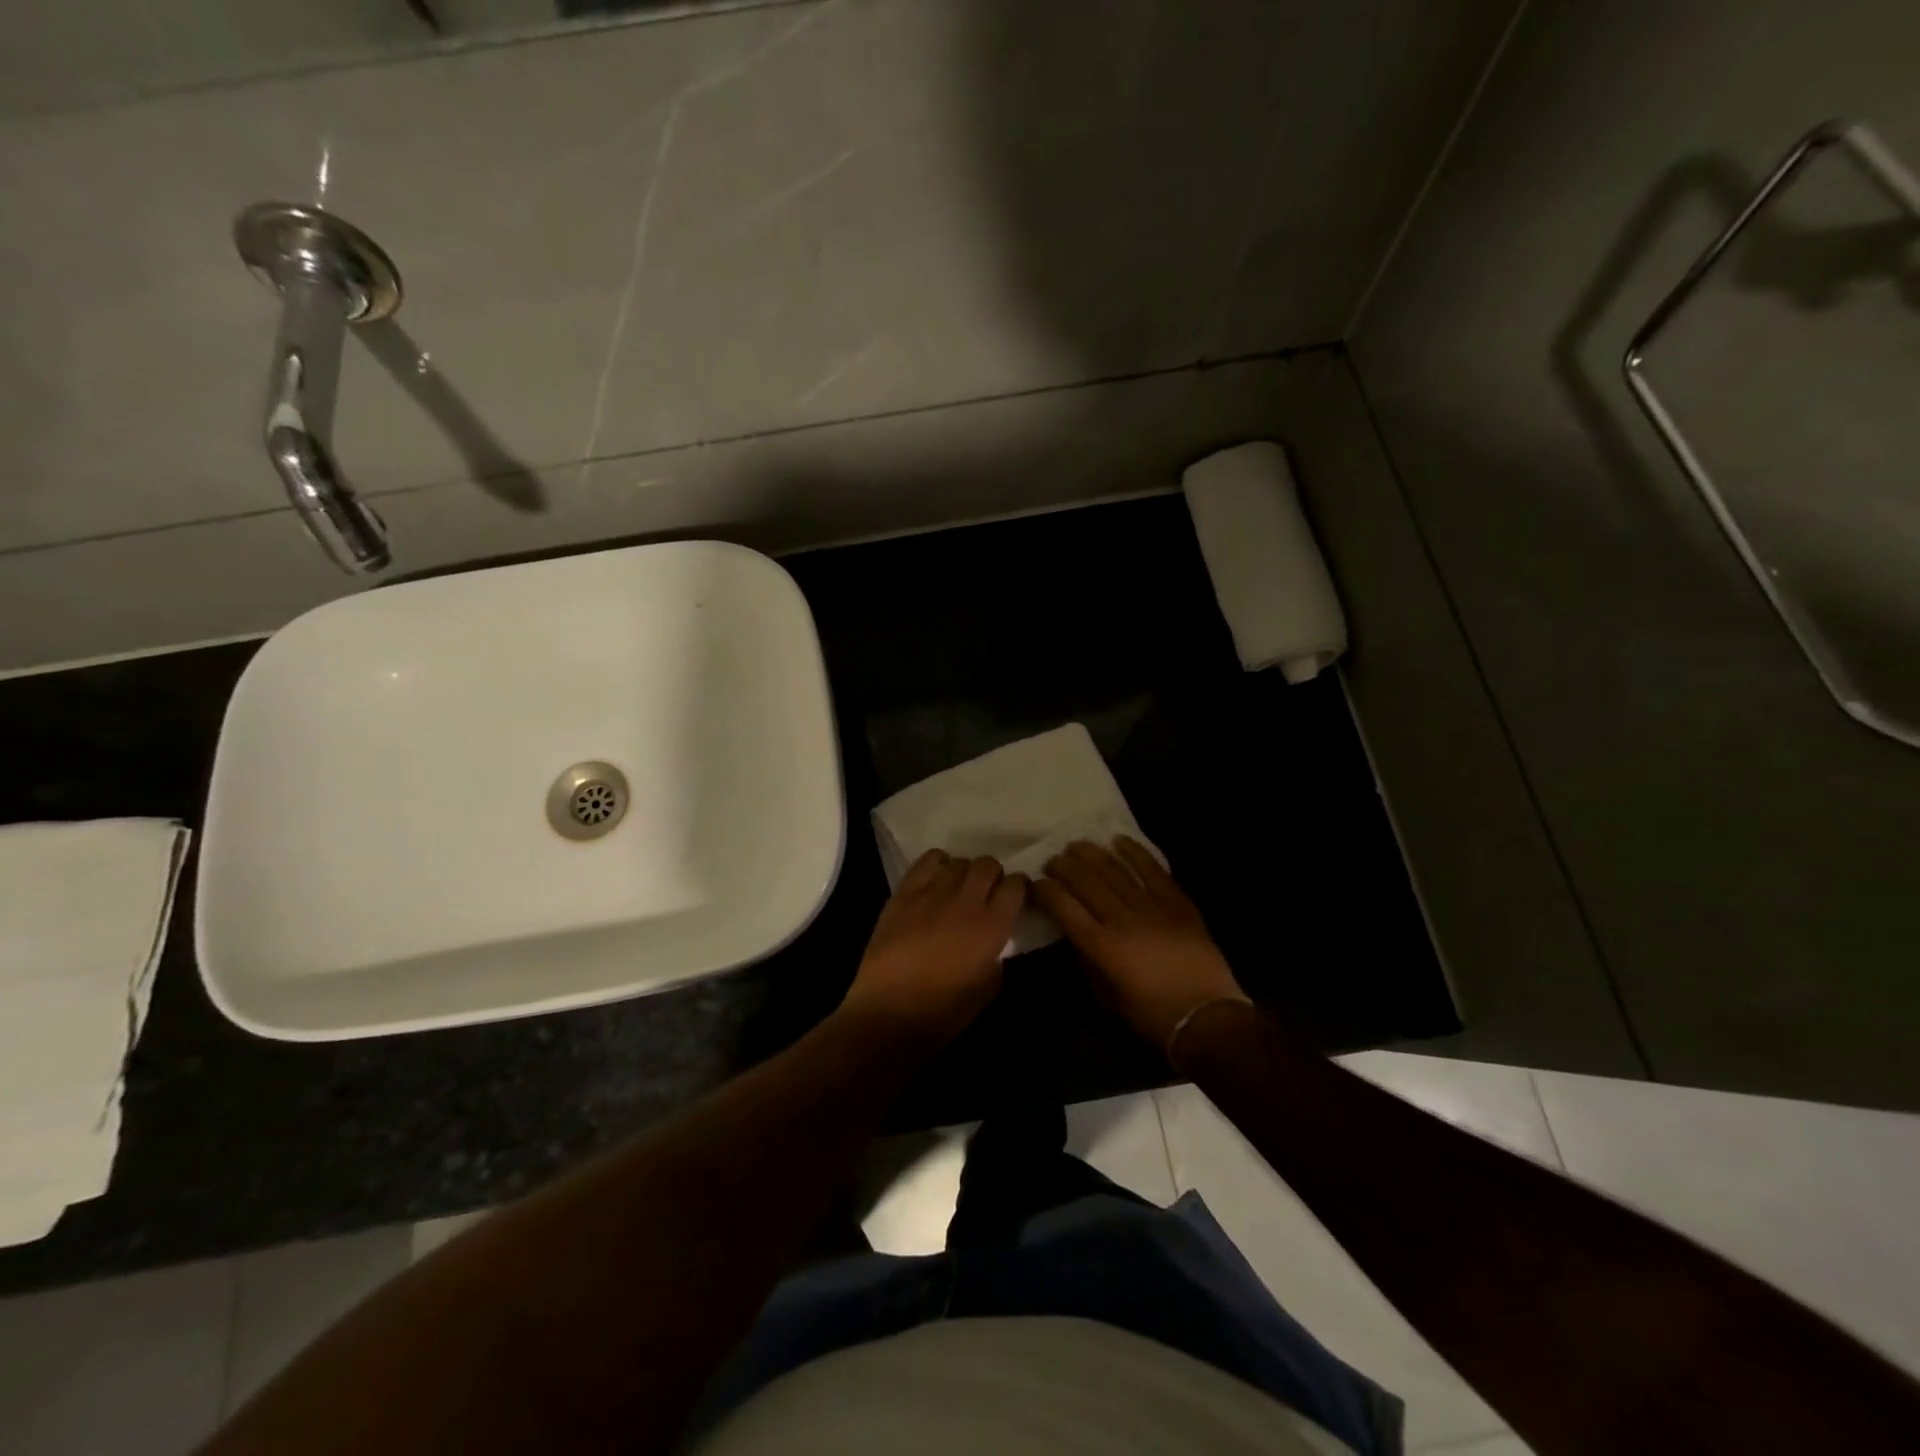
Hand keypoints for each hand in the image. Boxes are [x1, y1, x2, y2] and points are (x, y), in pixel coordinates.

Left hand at [840, 851, 1026, 1046]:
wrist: (888, 1013)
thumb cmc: (942, 1012)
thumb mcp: (987, 989)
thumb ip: (997, 957)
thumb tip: (994, 942)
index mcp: (992, 926)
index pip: (1016, 885)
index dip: (1018, 888)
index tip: (1014, 897)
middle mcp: (967, 901)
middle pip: (988, 865)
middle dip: (992, 875)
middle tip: (987, 891)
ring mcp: (933, 892)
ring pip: (959, 861)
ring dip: (965, 871)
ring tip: (959, 887)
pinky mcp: (905, 892)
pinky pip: (927, 861)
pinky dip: (938, 863)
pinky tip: (936, 878)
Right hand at [1034, 837, 1248, 1054]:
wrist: (1207, 1018)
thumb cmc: (1152, 1016)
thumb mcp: (1107, 998)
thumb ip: (1087, 963)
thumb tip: (1074, 935)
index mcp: (1102, 947)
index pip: (1064, 908)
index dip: (1046, 891)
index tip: (1036, 883)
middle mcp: (1122, 920)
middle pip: (1086, 882)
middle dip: (1064, 866)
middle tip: (1053, 859)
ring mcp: (1152, 907)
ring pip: (1116, 870)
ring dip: (1092, 854)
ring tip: (1077, 844)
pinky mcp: (1177, 903)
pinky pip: (1153, 870)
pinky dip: (1135, 852)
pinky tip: (1119, 840)